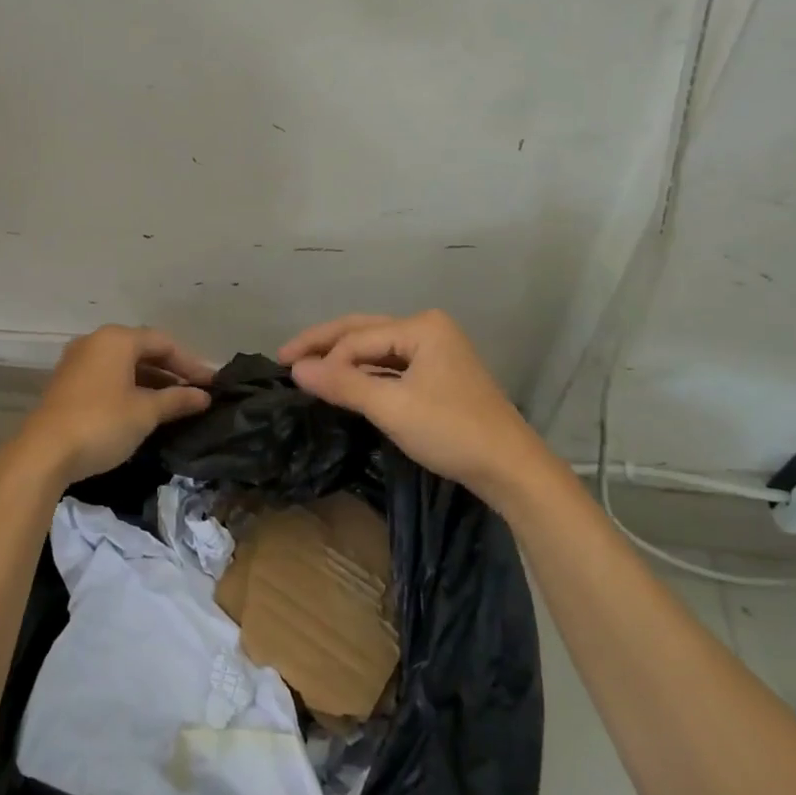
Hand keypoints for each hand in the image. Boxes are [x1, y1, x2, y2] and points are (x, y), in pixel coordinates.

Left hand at [8, 325, 214, 488]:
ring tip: (175, 403)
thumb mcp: (146, 412)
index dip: (191, 363)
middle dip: (172, 371)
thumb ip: (177, 400)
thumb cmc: (102, 423)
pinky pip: (108, 377)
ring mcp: (77, 362)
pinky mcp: (67, 383)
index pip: (163, 343)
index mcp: (116, 339)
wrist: (43, 454)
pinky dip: (130, 388)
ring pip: (124, 365)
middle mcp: (95, 342)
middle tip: (197, 392)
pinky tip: (144, 408)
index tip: (212, 384)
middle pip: (143, 350)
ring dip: (151, 381)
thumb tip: (204, 396)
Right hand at [278, 310, 554, 508]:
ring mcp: (437, 351)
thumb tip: (296, 369)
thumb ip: (343, 384)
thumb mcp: (391, 407)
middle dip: (324, 345)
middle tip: (284, 357)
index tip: (289, 376)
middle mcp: (428, 329)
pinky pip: (392, 366)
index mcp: (421, 326)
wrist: (511, 468)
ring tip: (308, 370)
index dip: (323, 357)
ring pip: (377, 349)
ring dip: (344, 360)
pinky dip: (366, 374)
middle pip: (364, 332)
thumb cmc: (451, 431)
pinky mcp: (440, 375)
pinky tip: (346, 384)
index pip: (357, 338)